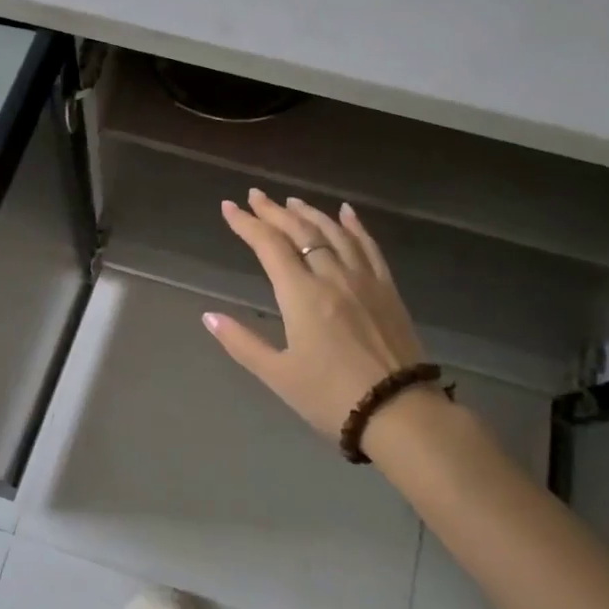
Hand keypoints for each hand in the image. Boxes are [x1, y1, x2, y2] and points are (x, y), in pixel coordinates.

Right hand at [204, 190, 427, 440]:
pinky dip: (355, 225)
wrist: (399, 412)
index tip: (229, 207)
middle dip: (274, 211)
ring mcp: (364, 279)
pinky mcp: (387, 289)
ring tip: (291, 201)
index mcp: (301, 295)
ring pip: (334, 233)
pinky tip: (346, 212)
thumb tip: (209, 317)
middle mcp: (332, 276)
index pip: (269, 246)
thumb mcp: (278, 374)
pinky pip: (369, 246)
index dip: (247, 224)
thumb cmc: (331, 397)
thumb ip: (242, 342)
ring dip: (310, 213)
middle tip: (255, 196)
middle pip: (300, 231)